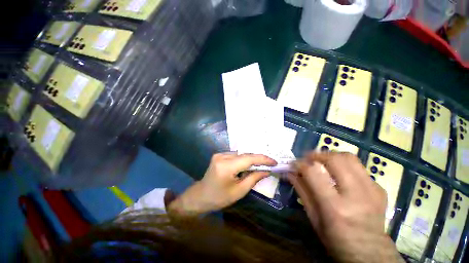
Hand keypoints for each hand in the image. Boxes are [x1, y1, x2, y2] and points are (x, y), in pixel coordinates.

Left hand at [168, 153, 276, 216]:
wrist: (200, 196)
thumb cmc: (219, 198)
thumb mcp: (239, 191)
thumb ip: (254, 178)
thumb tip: (266, 171)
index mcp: (226, 167)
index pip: (248, 159)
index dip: (263, 159)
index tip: (274, 162)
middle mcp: (222, 156)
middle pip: (245, 155)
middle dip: (258, 159)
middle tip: (270, 163)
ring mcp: (219, 154)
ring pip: (241, 154)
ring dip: (251, 159)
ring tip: (261, 164)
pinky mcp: (219, 155)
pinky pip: (235, 155)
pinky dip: (244, 159)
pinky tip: (248, 165)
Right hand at [289, 152, 403, 262]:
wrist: (371, 253)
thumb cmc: (337, 240)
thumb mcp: (314, 218)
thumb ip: (302, 191)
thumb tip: (290, 173)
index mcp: (335, 207)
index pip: (313, 173)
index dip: (300, 164)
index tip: (293, 164)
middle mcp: (355, 195)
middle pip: (335, 160)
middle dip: (317, 155)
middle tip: (308, 158)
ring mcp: (371, 191)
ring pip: (349, 158)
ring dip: (331, 155)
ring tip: (322, 161)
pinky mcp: (380, 189)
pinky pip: (359, 168)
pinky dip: (345, 166)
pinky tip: (340, 174)